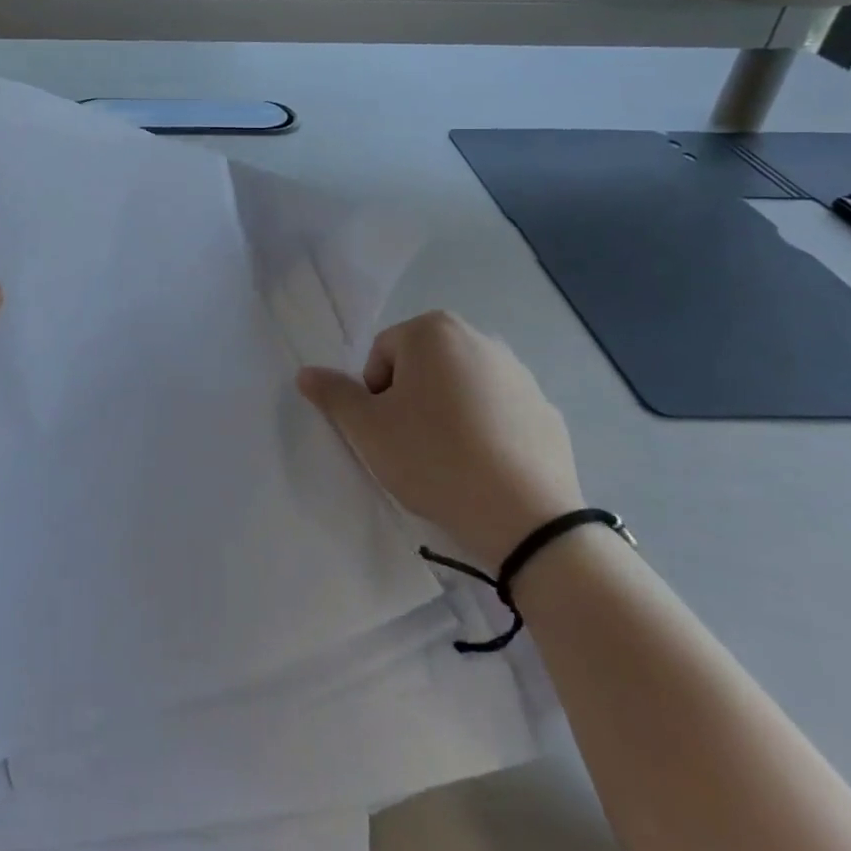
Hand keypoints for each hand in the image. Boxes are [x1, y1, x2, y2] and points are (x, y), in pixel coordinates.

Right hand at [297, 310, 582, 570]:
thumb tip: (305, 373)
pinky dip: (486, 432)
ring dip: (447, 415)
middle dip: (411, 401)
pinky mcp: (545, 409)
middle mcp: (479, 338)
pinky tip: (485, 469)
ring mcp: (519, 373)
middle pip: (421, 367)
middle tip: (412, 447)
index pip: (382, 355)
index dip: (375, 396)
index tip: (388, 433)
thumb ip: (333, 395)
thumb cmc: (434, 458)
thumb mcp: (368, 429)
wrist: (526, 518)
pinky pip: (498, 414)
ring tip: (449, 461)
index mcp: (433, 331)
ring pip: (460, 389)